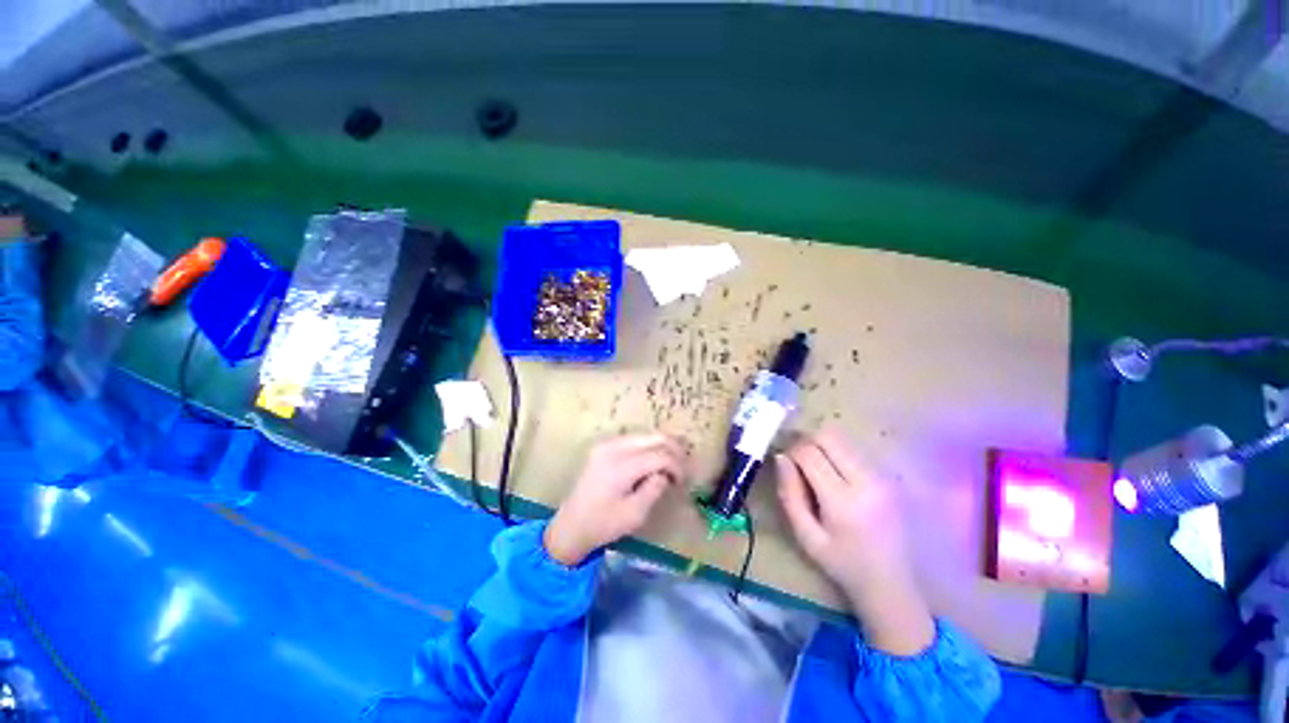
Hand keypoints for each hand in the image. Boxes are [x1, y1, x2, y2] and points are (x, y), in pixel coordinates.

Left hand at [544, 434, 686, 566]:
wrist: (571, 525)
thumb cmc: (603, 525)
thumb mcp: (635, 515)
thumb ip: (655, 489)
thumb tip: (665, 473)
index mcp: (620, 466)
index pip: (660, 455)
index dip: (677, 466)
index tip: (682, 482)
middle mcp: (613, 447)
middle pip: (654, 437)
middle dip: (674, 450)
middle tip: (683, 468)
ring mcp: (606, 443)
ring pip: (645, 434)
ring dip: (662, 447)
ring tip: (671, 465)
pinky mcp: (604, 446)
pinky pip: (634, 439)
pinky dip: (649, 447)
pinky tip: (654, 460)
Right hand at [775, 427, 934, 655]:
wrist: (892, 583)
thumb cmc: (842, 563)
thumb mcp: (805, 536)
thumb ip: (789, 494)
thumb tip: (781, 458)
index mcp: (843, 501)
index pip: (809, 453)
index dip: (790, 451)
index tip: (783, 462)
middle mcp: (866, 482)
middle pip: (828, 437)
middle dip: (805, 441)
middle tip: (796, 459)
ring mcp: (881, 477)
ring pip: (842, 440)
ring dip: (822, 446)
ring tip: (814, 468)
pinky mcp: (888, 477)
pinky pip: (854, 451)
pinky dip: (837, 454)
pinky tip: (834, 476)